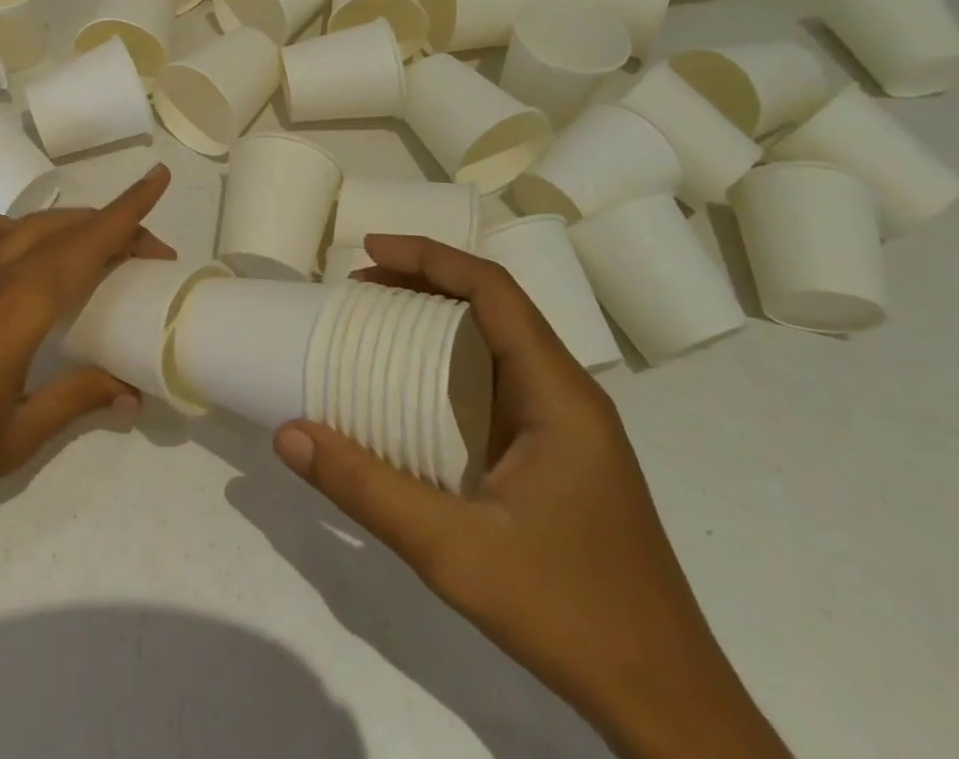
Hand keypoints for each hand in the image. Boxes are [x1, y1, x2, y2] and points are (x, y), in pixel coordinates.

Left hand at [0, 166, 174, 561]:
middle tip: (152, 253)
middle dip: (113, 229)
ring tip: (101, 243)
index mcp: (19, 311)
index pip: (84, 247)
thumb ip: (77, 401)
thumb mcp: (19, 436)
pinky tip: (11, 240)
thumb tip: (132, 394)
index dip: (126, 212)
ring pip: (24, 233)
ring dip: (68, 227)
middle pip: (63, 235)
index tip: (159, 178)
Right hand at [272, 235, 787, 758]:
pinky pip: (497, 381)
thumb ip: (367, 488)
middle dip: (424, 282)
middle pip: (494, 306)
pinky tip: (413, 391)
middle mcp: (568, 395)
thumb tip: (288, 434)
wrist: (670, 707)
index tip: (368, 251)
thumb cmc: (569, 614)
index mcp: (558, 394)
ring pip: (496, 342)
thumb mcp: (453, 551)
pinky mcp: (559, 456)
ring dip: (436, 320)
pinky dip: (449, 363)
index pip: (494, 290)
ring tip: (374, 323)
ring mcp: (568, 426)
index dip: (429, 257)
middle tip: (357, 288)